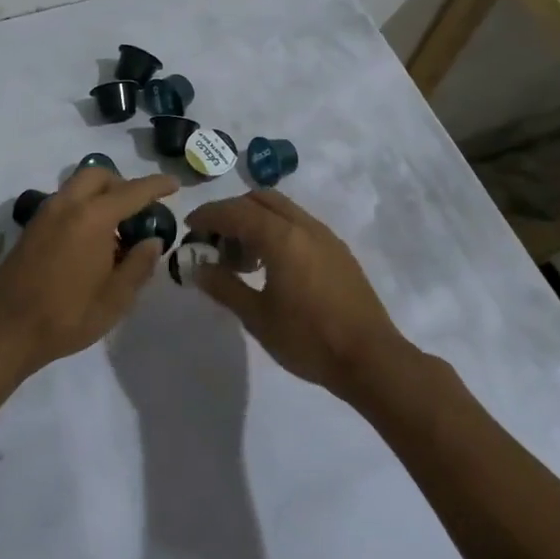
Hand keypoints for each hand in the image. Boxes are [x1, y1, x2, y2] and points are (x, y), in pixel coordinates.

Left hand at [0, 168, 178, 376]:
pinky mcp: (30, 229)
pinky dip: (82, 208)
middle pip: (98, 175)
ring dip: (100, 195)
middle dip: (122, 183)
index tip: (174, 184)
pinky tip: (90, 243)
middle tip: (138, 209)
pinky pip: (63, 203)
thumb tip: (152, 241)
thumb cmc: (66, 316)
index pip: (132, 191)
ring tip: (115, 230)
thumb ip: (139, 265)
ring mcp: (44, 215)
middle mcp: (66, 205)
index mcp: (92, 218)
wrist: (4, 331)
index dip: (156, 185)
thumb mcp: (115, 299)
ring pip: (77, 187)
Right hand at [184, 190, 410, 397]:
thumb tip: (198, 267)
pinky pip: (299, 224)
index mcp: (281, 236)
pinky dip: (276, 231)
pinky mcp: (338, 251)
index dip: (208, 216)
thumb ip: (224, 286)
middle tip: (215, 242)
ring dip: (255, 221)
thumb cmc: (308, 339)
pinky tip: (272, 266)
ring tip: (242, 260)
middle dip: (232, 212)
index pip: (235, 211)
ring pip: (281, 209)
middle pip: (259, 199)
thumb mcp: (257, 316)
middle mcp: (304, 225)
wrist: (371, 359)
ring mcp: (325, 236)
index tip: (189, 228)